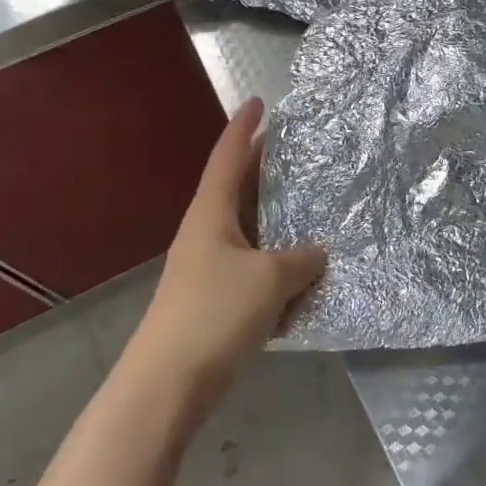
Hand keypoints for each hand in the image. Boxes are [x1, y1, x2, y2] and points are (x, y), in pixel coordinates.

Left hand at [129, 99, 325, 413]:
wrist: (167, 385)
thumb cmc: (214, 313)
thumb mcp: (269, 278)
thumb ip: (301, 259)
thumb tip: (318, 253)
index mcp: (211, 213)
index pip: (228, 157)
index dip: (244, 127)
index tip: (258, 100)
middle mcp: (206, 233)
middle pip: (239, 190)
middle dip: (266, 170)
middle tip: (300, 151)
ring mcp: (209, 268)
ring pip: (249, 231)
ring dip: (277, 220)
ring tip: (312, 207)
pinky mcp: (215, 301)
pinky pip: (253, 268)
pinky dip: (277, 264)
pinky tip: (305, 273)